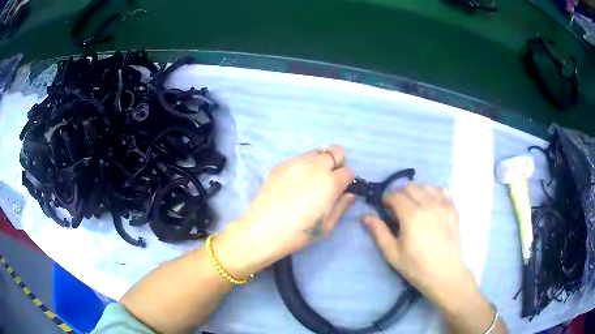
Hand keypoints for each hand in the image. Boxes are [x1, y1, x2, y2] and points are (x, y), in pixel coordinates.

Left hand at [215, 146, 354, 277]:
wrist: (264, 229)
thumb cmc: (300, 232)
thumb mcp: (327, 225)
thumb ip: (341, 206)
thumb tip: (349, 195)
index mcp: (330, 182)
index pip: (348, 171)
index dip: (347, 181)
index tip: (341, 190)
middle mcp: (316, 166)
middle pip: (336, 151)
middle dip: (337, 164)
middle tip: (329, 180)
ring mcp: (296, 162)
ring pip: (317, 152)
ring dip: (321, 162)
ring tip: (311, 180)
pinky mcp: (282, 164)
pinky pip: (299, 158)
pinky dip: (304, 166)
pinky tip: (294, 183)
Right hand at [363, 183, 476, 310]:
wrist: (445, 274)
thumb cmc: (416, 267)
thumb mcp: (392, 253)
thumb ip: (379, 232)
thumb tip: (366, 216)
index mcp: (411, 215)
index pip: (395, 195)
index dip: (387, 200)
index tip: (385, 209)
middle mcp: (428, 204)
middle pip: (409, 187)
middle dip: (400, 195)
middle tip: (398, 210)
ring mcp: (443, 205)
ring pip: (426, 186)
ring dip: (417, 192)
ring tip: (415, 207)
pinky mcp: (453, 208)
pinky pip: (442, 190)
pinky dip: (434, 192)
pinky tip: (431, 205)